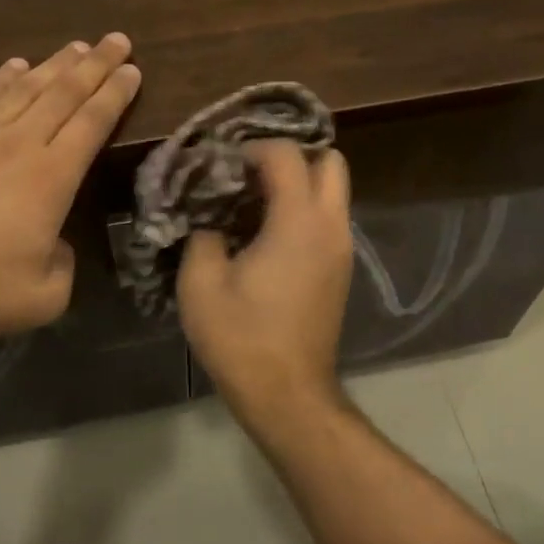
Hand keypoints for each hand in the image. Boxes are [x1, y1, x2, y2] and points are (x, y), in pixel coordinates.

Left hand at [0, 34, 140, 348]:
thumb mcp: (46, 296)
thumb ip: (65, 261)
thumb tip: (55, 240)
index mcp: (51, 179)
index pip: (92, 123)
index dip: (115, 94)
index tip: (133, 70)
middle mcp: (17, 145)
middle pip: (63, 93)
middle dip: (95, 64)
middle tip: (117, 40)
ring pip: (22, 88)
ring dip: (54, 64)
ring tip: (76, 47)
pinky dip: (0, 78)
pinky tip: (15, 65)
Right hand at [177, 140, 353, 426]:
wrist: (288, 394)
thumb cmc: (242, 338)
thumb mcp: (201, 283)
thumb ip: (202, 236)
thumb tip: (209, 221)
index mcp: (299, 221)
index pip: (287, 154)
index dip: (252, 148)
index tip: (222, 165)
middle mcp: (331, 226)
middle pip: (330, 161)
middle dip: (291, 157)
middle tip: (249, 174)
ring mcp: (342, 250)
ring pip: (333, 191)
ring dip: (299, 184)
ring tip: (252, 203)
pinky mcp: (340, 271)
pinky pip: (328, 219)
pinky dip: (304, 211)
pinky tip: (265, 235)